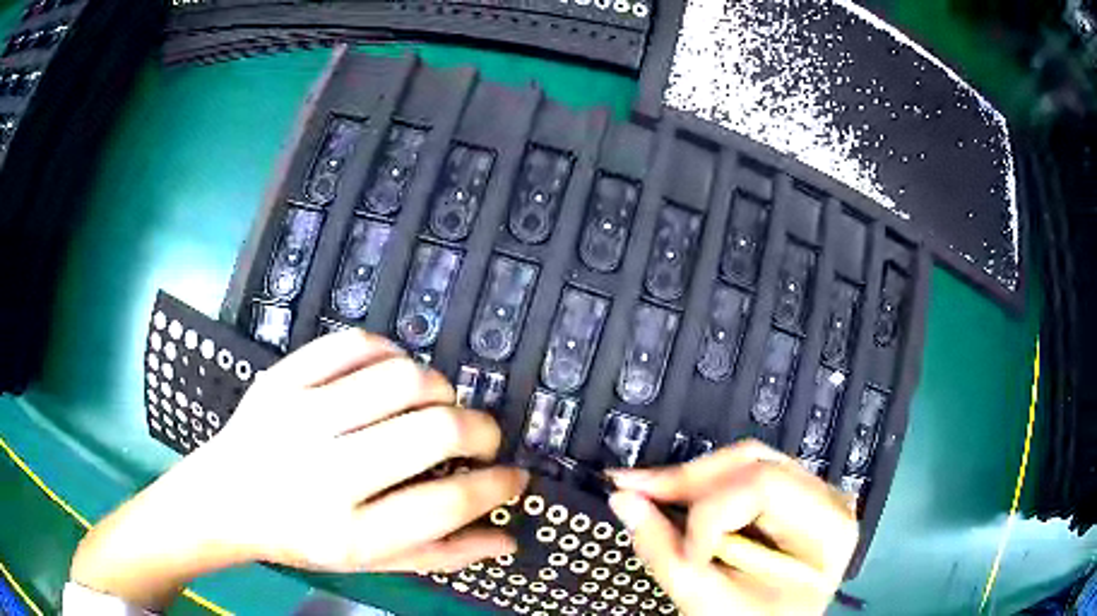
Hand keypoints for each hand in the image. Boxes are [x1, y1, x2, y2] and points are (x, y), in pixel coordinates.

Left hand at [71, 330, 527, 608]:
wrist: (225, 498)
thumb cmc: (301, 538)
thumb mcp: (369, 561)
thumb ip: (440, 555)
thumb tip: (507, 538)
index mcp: (349, 532)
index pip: (446, 504)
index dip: (496, 486)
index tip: (515, 476)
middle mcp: (325, 473)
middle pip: (431, 431)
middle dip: (479, 429)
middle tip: (483, 437)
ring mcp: (298, 415)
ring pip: (400, 377)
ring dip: (440, 388)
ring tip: (439, 405)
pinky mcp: (281, 376)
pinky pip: (353, 344)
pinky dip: (391, 352)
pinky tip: (394, 372)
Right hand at [606, 441, 857, 615]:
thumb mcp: (711, 602)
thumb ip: (666, 551)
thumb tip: (626, 501)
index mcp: (826, 530)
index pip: (762, 488)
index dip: (709, 517)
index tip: (683, 553)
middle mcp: (827, 501)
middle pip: (752, 463)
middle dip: (687, 480)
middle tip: (635, 489)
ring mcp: (811, 495)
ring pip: (745, 461)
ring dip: (691, 480)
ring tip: (648, 492)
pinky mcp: (789, 497)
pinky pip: (744, 475)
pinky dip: (705, 488)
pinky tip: (675, 496)